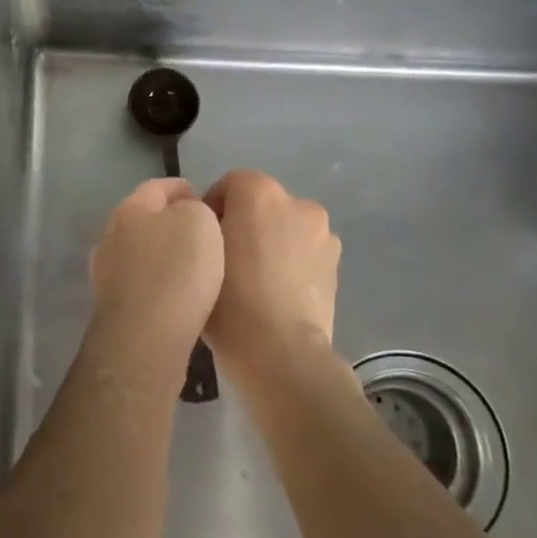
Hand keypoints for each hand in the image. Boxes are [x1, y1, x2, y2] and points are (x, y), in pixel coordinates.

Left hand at [88, 179, 224, 370]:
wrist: (144, 337)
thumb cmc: (177, 271)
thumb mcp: (200, 222)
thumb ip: (195, 209)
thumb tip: (186, 215)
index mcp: (130, 208)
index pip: (157, 187)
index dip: (181, 188)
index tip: (202, 195)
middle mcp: (110, 234)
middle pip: (143, 218)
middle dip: (169, 220)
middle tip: (200, 231)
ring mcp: (105, 271)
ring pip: (138, 251)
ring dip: (161, 253)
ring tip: (191, 264)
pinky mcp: (110, 306)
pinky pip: (138, 283)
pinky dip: (156, 282)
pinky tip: (175, 294)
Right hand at [204, 170, 339, 371]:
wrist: (281, 353)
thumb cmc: (230, 299)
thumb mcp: (199, 255)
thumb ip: (204, 227)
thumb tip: (214, 226)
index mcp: (260, 192)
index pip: (230, 185)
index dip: (214, 210)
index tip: (205, 242)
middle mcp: (297, 202)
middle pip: (262, 204)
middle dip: (245, 223)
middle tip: (228, 262)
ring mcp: (323, 233)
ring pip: (286, 227)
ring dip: (271, 242)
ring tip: (255, 281)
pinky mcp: (337, 263)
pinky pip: (305, 251)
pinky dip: (292, 262)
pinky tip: (278, 293)